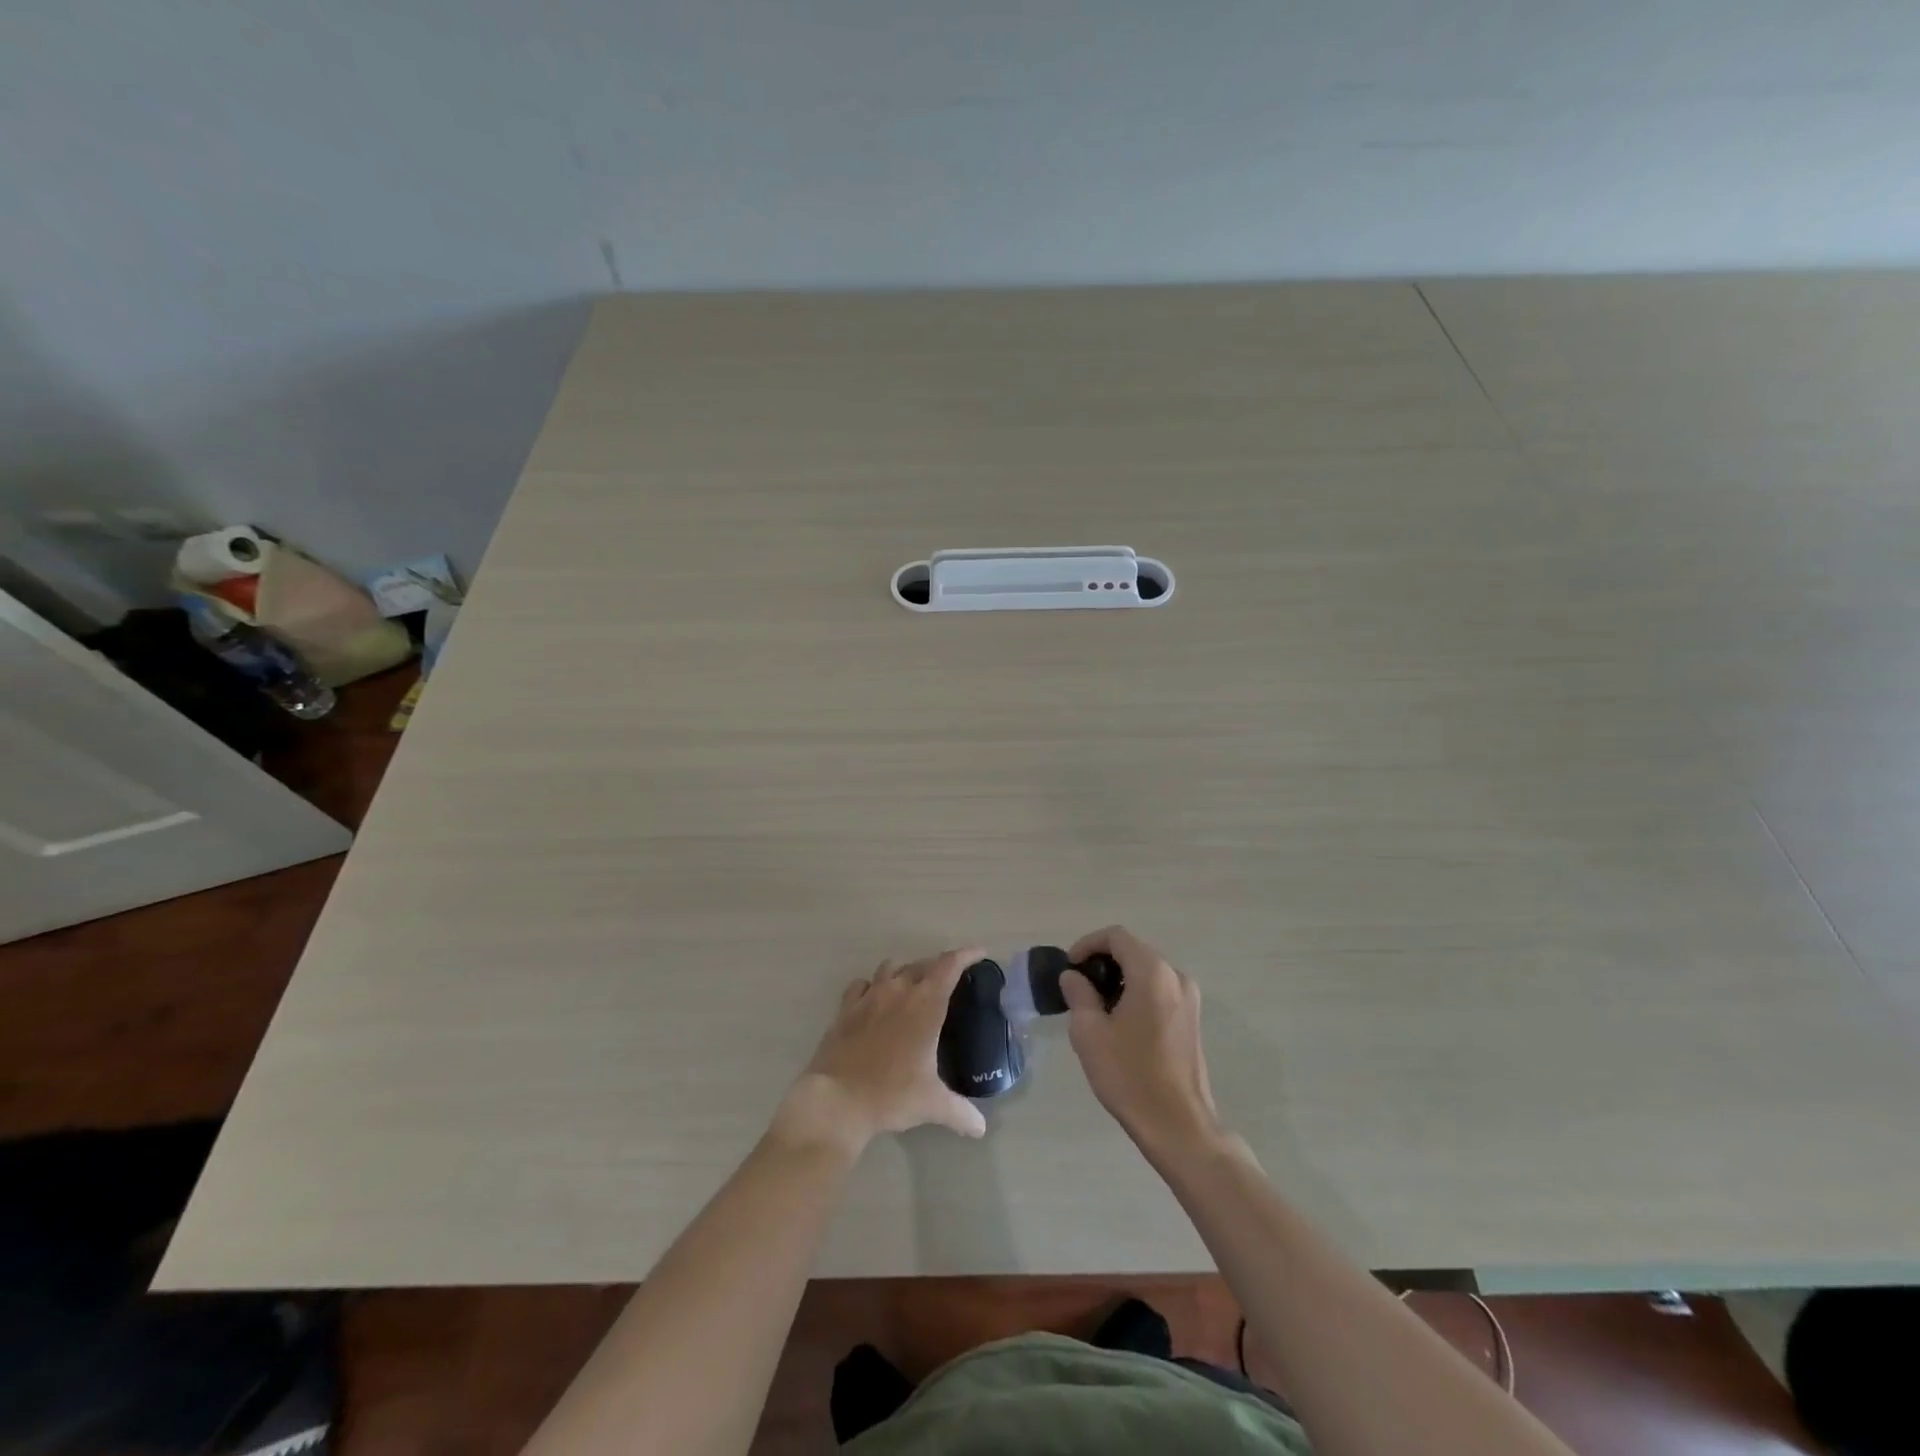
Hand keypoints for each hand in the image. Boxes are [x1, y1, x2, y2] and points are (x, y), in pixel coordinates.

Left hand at [776, 948, 989, 1156]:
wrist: (837, 1101)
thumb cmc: (891, 1095)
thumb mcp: (931, 1104)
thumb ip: (960, 1112)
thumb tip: (980, 1128)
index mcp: (925, 1005)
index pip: (949, 966)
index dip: (966, 955)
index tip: (979, 953)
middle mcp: (898, 991)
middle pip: (922, 964)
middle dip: (938, 966)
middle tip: (948, 979)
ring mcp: (869, 996)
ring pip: (891, 967)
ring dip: (905, 971)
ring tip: (912, 986)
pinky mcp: (845, 1008)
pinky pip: (862, 984)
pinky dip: (872, 986)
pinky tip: (875, 1000)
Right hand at [1061, 926, 1222, 1156]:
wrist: (1178, 1125)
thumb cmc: (1130, 1075)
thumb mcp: (1090, 1032)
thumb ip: (1078, 994)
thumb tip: (1073, 977)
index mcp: (1152, 972)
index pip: (1116, 936)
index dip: (1087, 944)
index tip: (1069, 968)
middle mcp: (1175, 976)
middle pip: (1133, 951)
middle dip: (1102, 962)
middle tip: (1077, 987)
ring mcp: (1188, 998)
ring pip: (1146, 971)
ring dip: (1119, 979)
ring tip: (1095, 1007)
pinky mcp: (1191, 1019)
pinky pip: (1159, 990)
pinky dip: (1136, 993)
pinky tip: (1120, 1022)